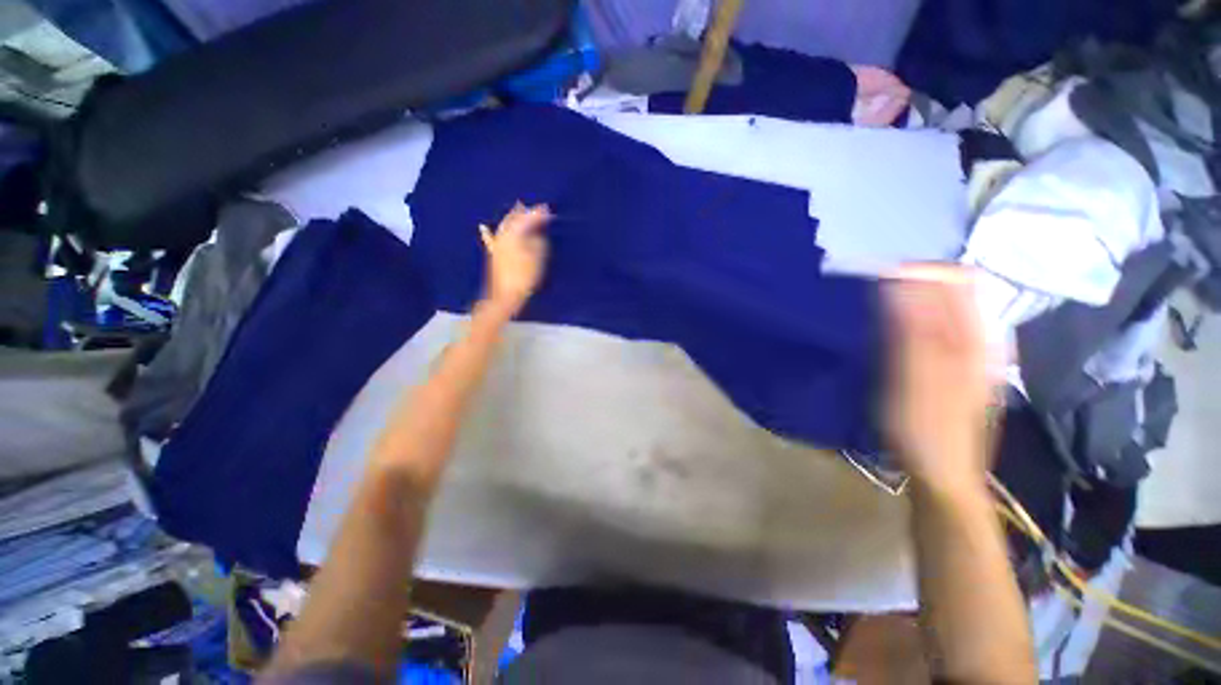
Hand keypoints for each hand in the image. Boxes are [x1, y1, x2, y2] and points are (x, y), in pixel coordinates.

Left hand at [479, 203, 550, 318]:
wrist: (506, 295)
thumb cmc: (524, 276)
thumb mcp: (538, 258)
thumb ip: (538, 242)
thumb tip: (537, 234)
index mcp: (515, 234)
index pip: (528, 219)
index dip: (538, 214)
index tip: (548, 209)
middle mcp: (504, 235)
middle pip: (514, 219)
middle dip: (524, 212)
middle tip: (535, 208)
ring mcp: (497, 245)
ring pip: (505, 226)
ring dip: (512, 217)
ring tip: (518, 209)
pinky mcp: (494, 254)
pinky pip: (491, 240)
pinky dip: (488, 233)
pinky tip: (483, 227)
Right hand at [883, 265, 989, 491]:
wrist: (944, 475)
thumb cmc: (925, 428)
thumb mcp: (913, 377)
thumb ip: (911, 328)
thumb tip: (901, 281)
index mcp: (975, 339)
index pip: (960, 280)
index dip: (922, 272)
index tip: (880, 278)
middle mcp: (981, 340)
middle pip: (955, 293)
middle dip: (915, 286)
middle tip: (875, 296)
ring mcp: (973, 356)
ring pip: (948, 311)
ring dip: (913, 304)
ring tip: (879, 313)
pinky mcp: (960, 371)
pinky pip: (942, 332)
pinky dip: (916, 324)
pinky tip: (895, 337)